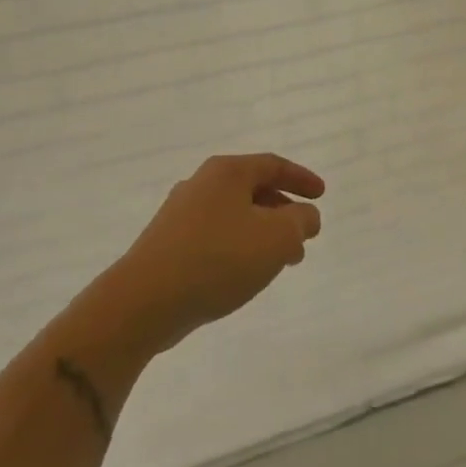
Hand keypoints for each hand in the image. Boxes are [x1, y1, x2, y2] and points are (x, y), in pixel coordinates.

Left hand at [118, 153, 325, 343]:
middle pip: (253, 189)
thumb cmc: (219, 258)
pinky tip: (245, 274)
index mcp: (227, 172)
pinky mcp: (167, 244)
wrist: (144, 301)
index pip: (273, 165)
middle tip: (303, 235)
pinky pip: (215, 237)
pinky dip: (239, 247)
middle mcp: (201, 184)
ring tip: (281, 262)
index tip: (321, 194)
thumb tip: (306, 216)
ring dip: (263, 233)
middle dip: (283, 211)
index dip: (301, 179)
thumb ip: (301, 221)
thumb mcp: (277, 237)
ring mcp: (179, 215)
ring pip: (235, 216)